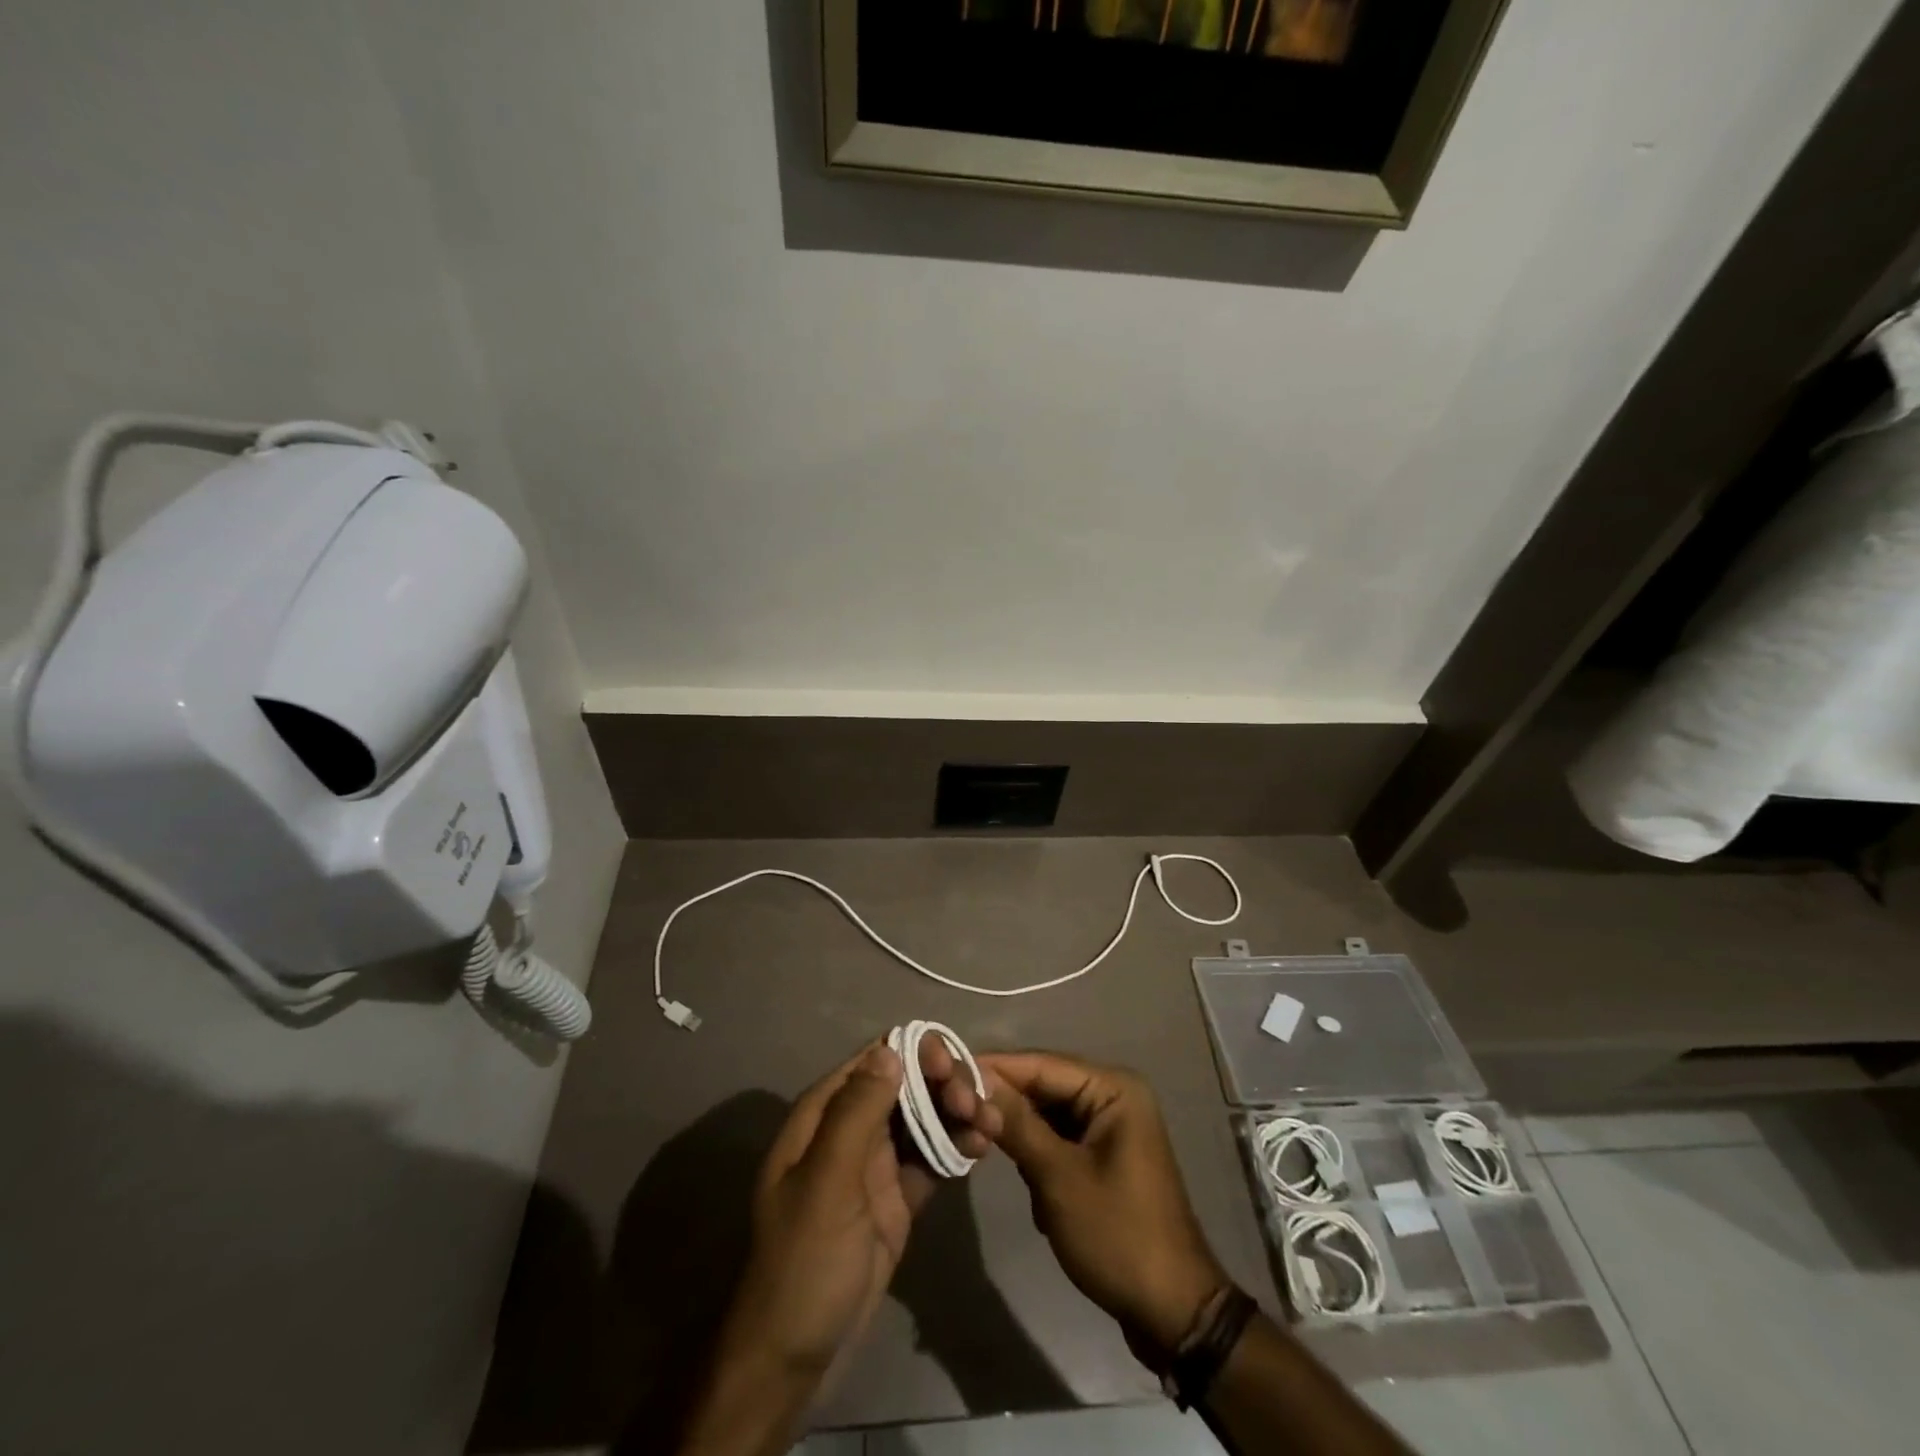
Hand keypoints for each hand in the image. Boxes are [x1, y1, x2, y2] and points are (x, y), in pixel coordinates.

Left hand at [677, 1037, 1000, 1455]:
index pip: (875, 1059)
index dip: (916, 1052)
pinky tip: (982, 1147)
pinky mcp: (898, 1197)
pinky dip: (956, 1147)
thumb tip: (891, 1049)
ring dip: (957, 1113)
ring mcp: (876, 1163)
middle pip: (906, 1083)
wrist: (795, 1359)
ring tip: (990, 1125)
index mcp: (825, 1114)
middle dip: (943, 1084)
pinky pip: (932, 1157)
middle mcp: (852, 1128)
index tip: (950, 1069)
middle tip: (976, 1105)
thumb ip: (858, 1113)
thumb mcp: (828, 1183)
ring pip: (924, 1117)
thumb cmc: (804, 1262)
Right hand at [984, 1051, 1227, 1361]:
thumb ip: (1017, 1124)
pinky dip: (1038, 1156)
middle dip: (1005, 1105)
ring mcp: (1111, 1127)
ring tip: (985, 1147)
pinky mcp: (1104, 1156)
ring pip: (1047, 1114)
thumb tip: (975, 1080)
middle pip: (1044, 1086)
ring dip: (1021, 1134)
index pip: (1041, 1064)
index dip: (994, 1068)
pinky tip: (1027, 1181)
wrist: (1172, 1312)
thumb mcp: (1058, 1177)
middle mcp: (1113, 1096)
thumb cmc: (1117, 1235)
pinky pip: (1059, 1139)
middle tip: (957, 1113)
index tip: (946, 1071)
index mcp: (1113, 1088)